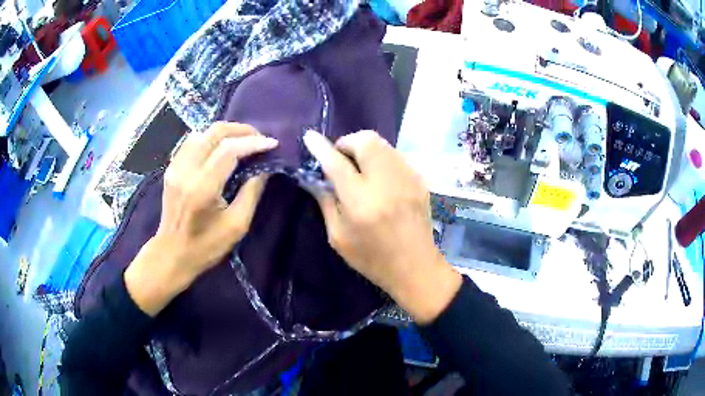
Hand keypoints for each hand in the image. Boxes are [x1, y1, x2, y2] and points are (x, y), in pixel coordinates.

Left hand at [124, 122, 277, 315]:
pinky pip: (192, 141)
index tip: (272, 143)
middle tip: (259, 138)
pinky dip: (210, 139)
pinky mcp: (171, 167)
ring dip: (225, 132)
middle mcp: (186, 171)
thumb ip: (252, 192)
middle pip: (214, 132)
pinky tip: (220, 148)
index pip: (229, 150)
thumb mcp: (237, 225)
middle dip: (241, 130)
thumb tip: (265, 166)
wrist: (172, 253)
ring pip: (202, 132)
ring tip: (242, 141)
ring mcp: (175, 167)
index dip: (253, 142)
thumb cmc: (206, 246)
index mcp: (202, 188)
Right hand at [303, 130, 461, 323]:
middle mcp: (386, 183)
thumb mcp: (338, 237)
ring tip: (358, 167)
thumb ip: (325, 202)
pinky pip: (394, 156)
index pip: (336, 163)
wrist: (415, 267)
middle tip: (340, 159)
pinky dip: (381, 159)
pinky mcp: (419, 180)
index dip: (320, 147)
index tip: (309, 136)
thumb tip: (314, 177)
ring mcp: (407, 179)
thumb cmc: (372, 258)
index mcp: (361, 202)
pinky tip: (378, 178)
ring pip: (382, 144)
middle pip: (365, 141)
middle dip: (347, 143)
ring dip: (364, 148)